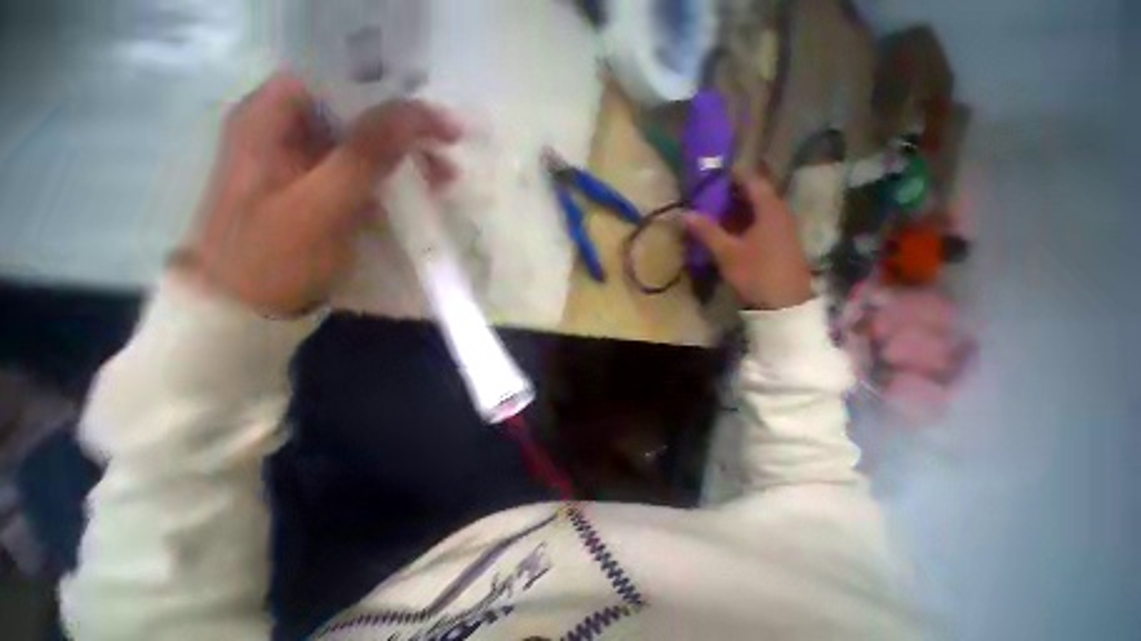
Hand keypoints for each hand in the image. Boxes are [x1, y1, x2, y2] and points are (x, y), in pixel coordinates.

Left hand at [178, 72, 460, 315]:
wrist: (248, 311)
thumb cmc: (275, 257)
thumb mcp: (321, 204)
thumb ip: (366, 155)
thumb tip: (414, 115)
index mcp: (268, 119)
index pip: (335, 81)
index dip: (385, 96)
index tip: (429, 122)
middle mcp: (282, 132)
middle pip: (354, 113)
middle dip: (403, 131)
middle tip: (445, 150)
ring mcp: (300, 166)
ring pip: (363, 146)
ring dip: (405, 158)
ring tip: (444, 176)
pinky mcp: (317, 194)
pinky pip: (362, 175)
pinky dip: (393, 180)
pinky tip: (419, 192)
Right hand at [685, 172, 811, 309]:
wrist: (784, 303)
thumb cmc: (756, 272)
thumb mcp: (727, 252)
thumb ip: (707, 231)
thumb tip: (685, 214)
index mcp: (770, 210)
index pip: (753, 181)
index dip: (735, 175)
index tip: (716, 173)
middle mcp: (781, 213)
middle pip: (758, 194)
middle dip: (735, 192)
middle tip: (712, 193)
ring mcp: (785, 228)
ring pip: (761, 210)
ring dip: (740, 208)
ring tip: (718, 210)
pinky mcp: (783, 242)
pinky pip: (764, 222)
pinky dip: (748, 221)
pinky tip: (734, 230)